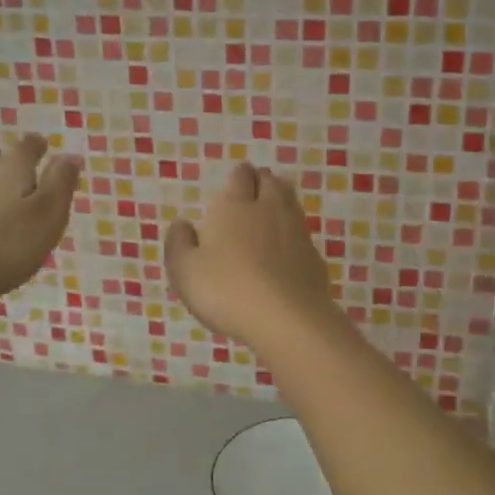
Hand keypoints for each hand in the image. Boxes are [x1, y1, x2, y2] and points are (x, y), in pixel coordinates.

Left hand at [0, 133, 80, 325]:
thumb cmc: (5, 247)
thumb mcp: (48, 216)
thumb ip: (61, 184)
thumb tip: (70, 154)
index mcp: (12, 169)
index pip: (27, 147)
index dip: (39, 147)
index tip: (45, 149)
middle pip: (3, 164)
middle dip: (19, 173)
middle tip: (35, 191)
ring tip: (13, 216)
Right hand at [165, 163, 339, 349]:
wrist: (287, 318)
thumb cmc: (227, 290)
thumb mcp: (185, 271)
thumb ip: (179, 244)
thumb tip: (181, 224)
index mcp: (235, 206)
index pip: (241, 176)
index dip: (238, 177)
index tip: (233, 183)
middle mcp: (269, 209)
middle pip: (270, 182)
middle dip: (261, 182)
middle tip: (251, 193)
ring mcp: (297, 232)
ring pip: (291, 203)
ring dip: (280, 202)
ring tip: (269, 213)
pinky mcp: (314, 257)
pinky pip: (302, 234)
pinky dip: (293, 235)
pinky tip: (285, 250)